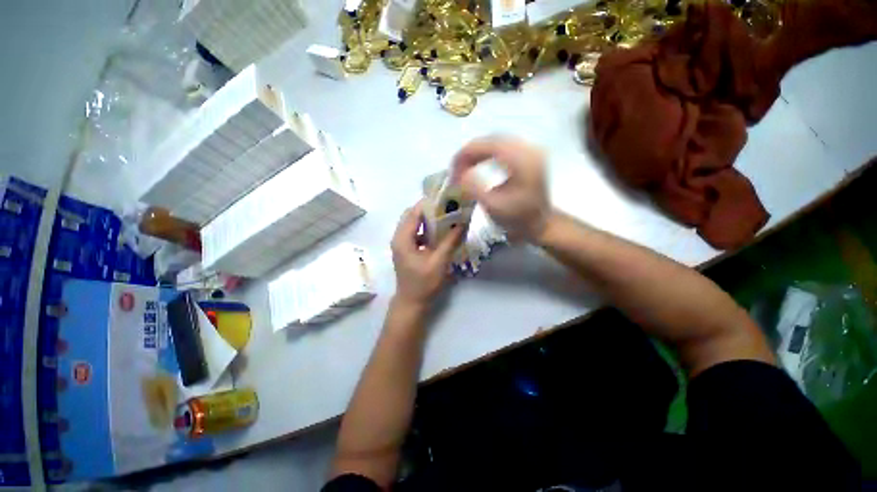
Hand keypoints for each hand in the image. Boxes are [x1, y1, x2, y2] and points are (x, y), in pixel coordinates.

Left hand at [391, 201, 462, 308]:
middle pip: (412, 216)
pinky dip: (427, 229)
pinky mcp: (406, 250)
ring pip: (414, 224)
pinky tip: (440, 232)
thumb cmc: (423, 284)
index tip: (445, 197)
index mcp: (403, 239)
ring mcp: (401, 244)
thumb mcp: (439, 262)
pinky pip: (416, 233)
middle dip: (429, 209)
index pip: (414, 212)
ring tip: (446, 215)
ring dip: (428, 219)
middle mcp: (399, 238)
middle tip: (447, 206)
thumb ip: (450, 241)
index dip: (428, 203)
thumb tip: (463, 223)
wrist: (412, 303)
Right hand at [451, 136, 551, 241]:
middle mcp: (529, 149)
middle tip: (456, 168)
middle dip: (470, 152)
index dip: (466, 153)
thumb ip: (474, 189)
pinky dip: (487, 152)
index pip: (488, 144)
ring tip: (464, 166)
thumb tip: (459, 174)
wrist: (541, 224)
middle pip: (492, 139)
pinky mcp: (529, 155)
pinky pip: (503, 146)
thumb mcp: (493, 207)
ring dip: (478, 152)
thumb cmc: (518, 219)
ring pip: (497, 140)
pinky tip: (479, 163)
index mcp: (522, 160)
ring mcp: (531, 150)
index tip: (452, 168)